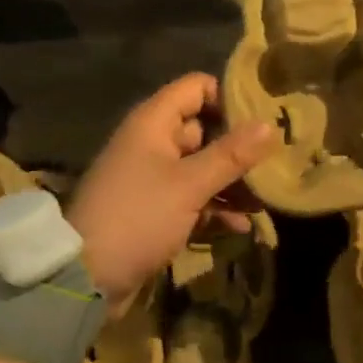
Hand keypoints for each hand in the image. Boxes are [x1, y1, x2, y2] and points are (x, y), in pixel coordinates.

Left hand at [67, 74, 278, 306]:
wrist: (86, 276)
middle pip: (203, 129)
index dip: (229, 97)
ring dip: (231, 182)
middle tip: (276, 161)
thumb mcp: (189, 185)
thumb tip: (270, 125)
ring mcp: (152, 177)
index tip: (264, 117)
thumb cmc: (138, 217)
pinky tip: (242, 225)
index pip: (196, 87)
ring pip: (200, 167)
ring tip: (266, 199)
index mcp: (153, 122)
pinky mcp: (154, 209)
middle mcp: (152, 142)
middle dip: (238, 147)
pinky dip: (214, 207)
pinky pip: (191, 198)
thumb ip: (231, 154)